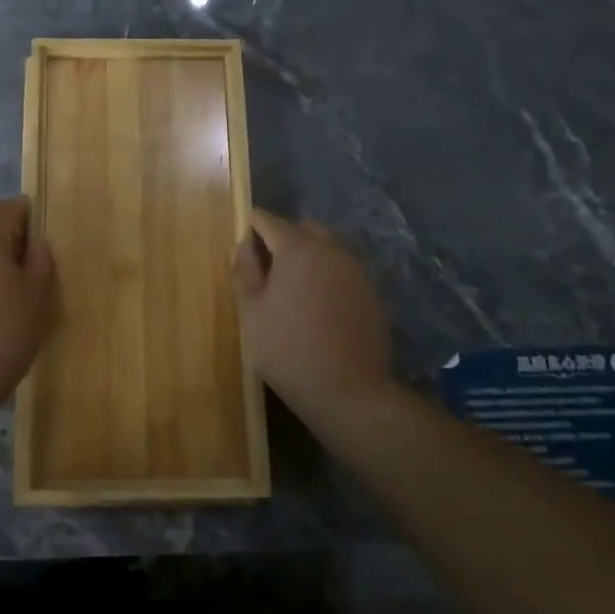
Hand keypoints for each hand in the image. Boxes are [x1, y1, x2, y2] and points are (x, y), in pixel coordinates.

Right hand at [234, 209, 392, 414]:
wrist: (348, 392)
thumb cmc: (287, 349)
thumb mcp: (251, 312)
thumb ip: (245, 271)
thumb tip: (244, 244)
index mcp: (298, 249)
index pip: (270, 221)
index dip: (252, 227)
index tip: (242, 243)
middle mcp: (332, 251)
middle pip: (304, 230)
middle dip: (284, 239)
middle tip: (266, 269)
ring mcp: (357, 272)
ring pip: (328, 250)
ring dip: (309, 258)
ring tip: (293, 290)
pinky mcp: (373, 295)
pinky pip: (344, 273)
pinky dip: (328, 279)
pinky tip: (318, 308)